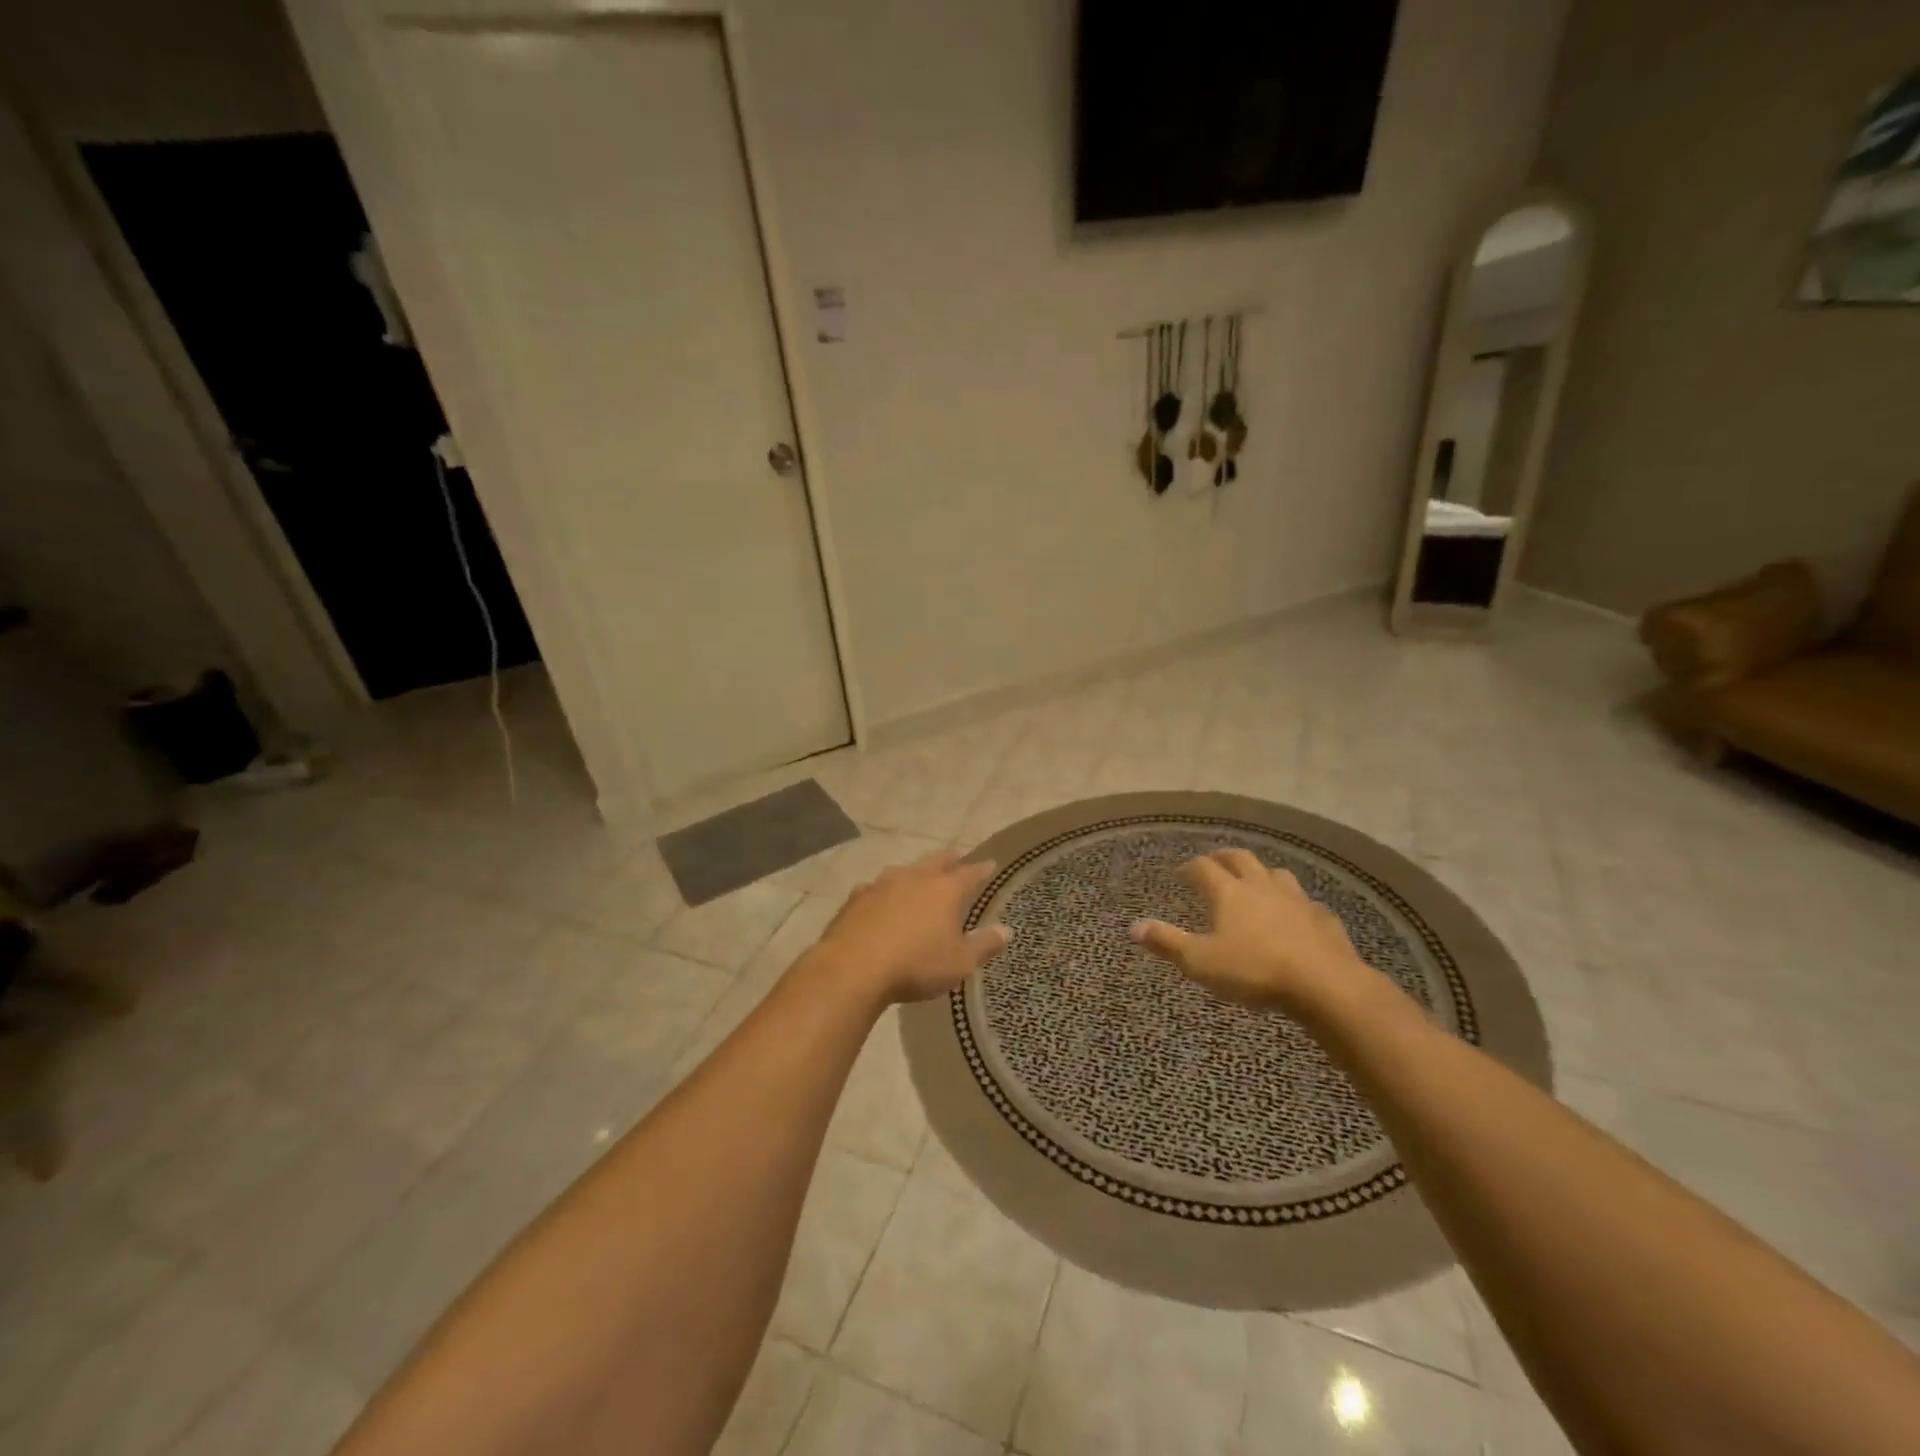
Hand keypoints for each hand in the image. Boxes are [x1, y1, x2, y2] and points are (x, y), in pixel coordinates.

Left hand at [815, 849, 1011, 1004]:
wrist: (853, 968)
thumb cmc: (916, 965)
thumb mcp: (959, 963)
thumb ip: (984, 945)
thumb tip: (1006, 930)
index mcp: (945, 890)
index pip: (970, 873)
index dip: (982, 869)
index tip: (991, 864)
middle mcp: (915, 878)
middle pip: (937, 861)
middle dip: (950, 859)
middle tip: (959, 856)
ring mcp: (882, 884)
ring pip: (905, 870)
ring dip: (916, 872)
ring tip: (921, 876)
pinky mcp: (856, 898)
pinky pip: (877, 888)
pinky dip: (885, 892)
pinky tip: (881, 900)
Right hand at [1129, 849, 1375, 1017]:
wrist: (1325, 985)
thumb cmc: (1254, 971)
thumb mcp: (1200, 962)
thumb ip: (1167, 942)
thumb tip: (1133, 926)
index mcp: (1229, 892)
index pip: (1203, 867)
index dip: (1189, 867)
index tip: (1179, 873)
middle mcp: (1261, 886)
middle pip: (1240, 858)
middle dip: (1223, 858)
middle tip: (1212, 863)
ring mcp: (1296, 899)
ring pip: (1275, 874)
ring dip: (1260, 874)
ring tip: (1254, 883)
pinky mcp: (1323, 918)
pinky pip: (1305, 902)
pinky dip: (1293, 903)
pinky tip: (1294, 916)